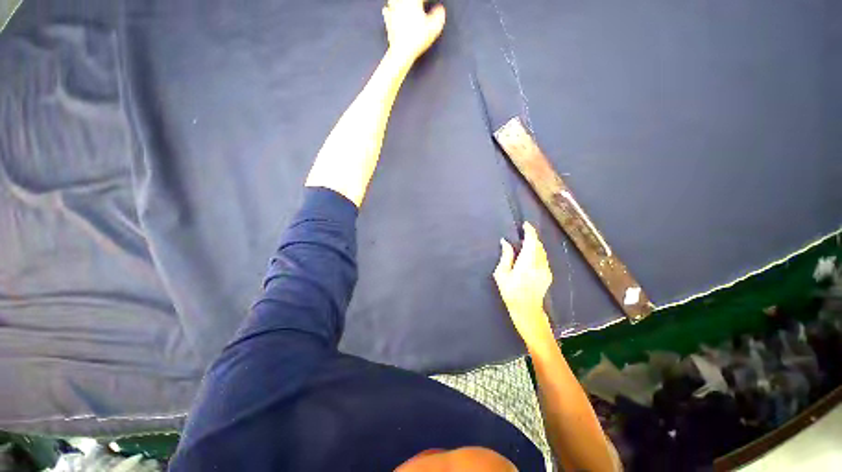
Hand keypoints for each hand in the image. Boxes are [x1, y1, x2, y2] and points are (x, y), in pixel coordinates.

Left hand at [382, 0, 445, 62]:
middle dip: (415, 1)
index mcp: (414, 2)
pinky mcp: (388, 21)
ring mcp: (393, 11)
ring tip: (405, 4)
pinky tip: (389, 10)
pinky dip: (389, 10)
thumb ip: (438, 16)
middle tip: (420, 3)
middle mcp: (402, 3)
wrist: (401, 51)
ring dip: (401, 2)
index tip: (430, 2)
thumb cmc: (416, 40)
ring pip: (395, 0)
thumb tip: (440, 10)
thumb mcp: (433, 29)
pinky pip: (386, 10)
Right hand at [493, 222, 554, 348]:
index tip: (525, 225)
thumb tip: (505, 242)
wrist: (527, 310)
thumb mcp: (502, 274)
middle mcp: (539, 264)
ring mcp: (546, 270)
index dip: (530, 231)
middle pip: (538, 245)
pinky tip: (531, 256)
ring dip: (535, 245)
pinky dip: (538, 252)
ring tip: (526, 243)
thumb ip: (506, 256)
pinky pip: (544, 258)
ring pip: (542, 251)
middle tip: (523, 233)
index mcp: (527, 263)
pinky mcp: (548, 274)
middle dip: (532, 237)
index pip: (531, 242)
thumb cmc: (510, 292)